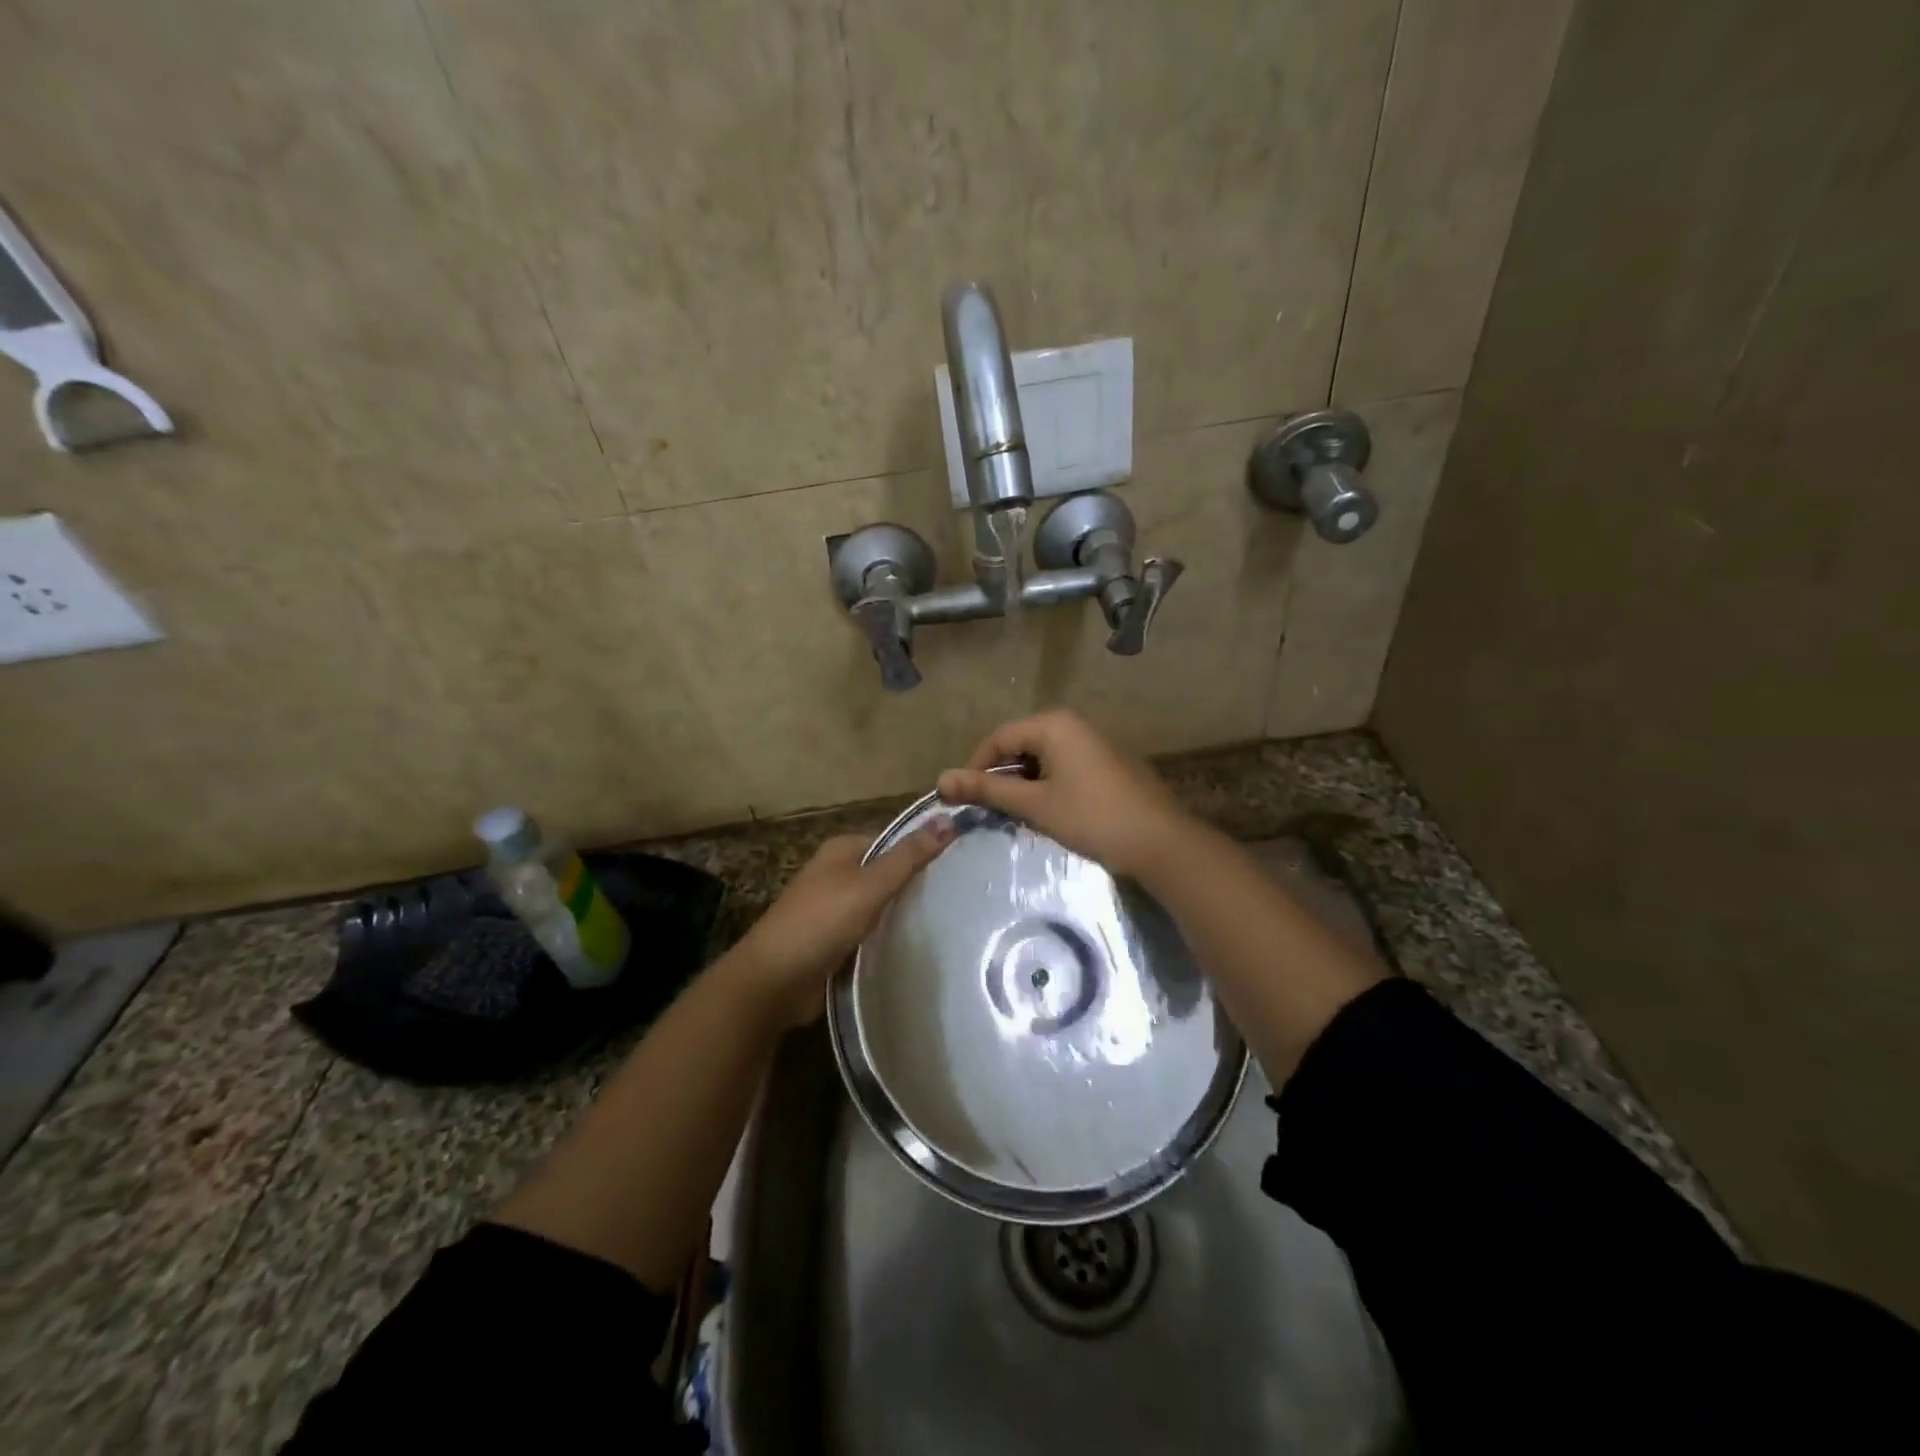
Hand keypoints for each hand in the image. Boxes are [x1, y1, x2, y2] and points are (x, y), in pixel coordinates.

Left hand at [726, 820, 955, 1027]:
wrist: (774, 980)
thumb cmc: (822, 922)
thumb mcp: (871, 884)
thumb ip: (909, 856)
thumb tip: (948, 818)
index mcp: (841, 850)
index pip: (892, 840)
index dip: (923, 848)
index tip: (961, 861)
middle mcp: (836, 874)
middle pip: (886, 873)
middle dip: (916, 883)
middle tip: (961, 895)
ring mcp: (833, 910)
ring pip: (879, 905)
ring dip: (903, 913)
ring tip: (949, 920)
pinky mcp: (834, 942)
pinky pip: (869, 932)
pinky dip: (888, 937)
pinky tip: (917, 945)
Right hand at [936, 710, 1195, 880]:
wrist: (1160, 842)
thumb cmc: (1092, 818)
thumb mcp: (1034, 804)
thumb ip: (987, 790)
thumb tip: (940, 780)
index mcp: (1053, 724)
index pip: (999, 738)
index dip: (976, 768)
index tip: (963, 798)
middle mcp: (1073, 723)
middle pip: (1020, 744)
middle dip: (1001, 776)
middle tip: (990, 809)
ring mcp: (1093, 741)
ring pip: (1042, 757)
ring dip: (1024, 783)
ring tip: (1017, 814)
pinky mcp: (1106, 761)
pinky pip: (1064, 765)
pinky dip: (1047, 784)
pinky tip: (1048, 811)